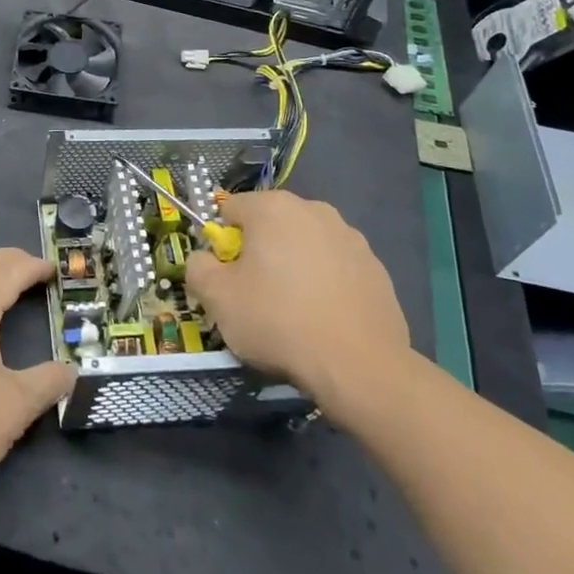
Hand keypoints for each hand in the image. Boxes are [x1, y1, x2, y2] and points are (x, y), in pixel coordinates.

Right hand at [186, 190, 412, 409]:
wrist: (360, 366)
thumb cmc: (278, 321)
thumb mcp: (217, 298)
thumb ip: (198, 268)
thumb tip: (204, 259)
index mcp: (272, 207)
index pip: (231, 210)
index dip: (223, 244)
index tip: (228, 278)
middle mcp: (313, 209)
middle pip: (270, 225)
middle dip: (260, 252)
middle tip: (257, 296)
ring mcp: (350, 237)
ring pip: (305, 245)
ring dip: (294, 266)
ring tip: (294, 312)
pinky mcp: (376, 267)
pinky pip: (336, 268)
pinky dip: (326, 284)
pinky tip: (324, 319)